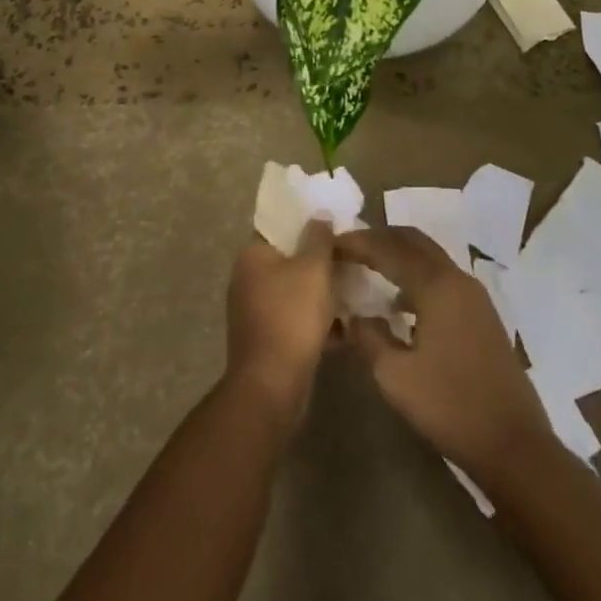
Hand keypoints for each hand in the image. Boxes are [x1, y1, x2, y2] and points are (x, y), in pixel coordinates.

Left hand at [225, 221, 336, 429]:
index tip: (332, 223)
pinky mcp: (267, 339)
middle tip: (348, 255)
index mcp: (252, 256)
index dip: (305, 222)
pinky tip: (345, 324)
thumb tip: (320, 215)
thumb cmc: (292, 316)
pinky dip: (316, 319)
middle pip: (288, 259)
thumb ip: (319, 237)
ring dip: (320, 291)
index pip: (278, 227)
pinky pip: (295, 318)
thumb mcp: (313, 269)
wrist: (272, 385)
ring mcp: (255, 311)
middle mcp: (247, 279)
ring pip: (294, 290)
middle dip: (318, 259)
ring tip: (353, 287)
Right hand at [335, 228, 552, 482]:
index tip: (330, 244)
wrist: (515, 446)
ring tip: (368, 268)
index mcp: (436, 286)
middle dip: (380, 238)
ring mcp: (474, 296)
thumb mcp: (396, 377)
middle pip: (413, 241)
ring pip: (430, 257)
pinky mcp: (482, 315)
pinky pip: (442, 278)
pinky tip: (399, 304)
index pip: (389, 248)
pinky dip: (416, 276)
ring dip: (399, 255)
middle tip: (349, 247)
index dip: (358, 242)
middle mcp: (457, 279)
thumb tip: (353, 317)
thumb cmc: (451, 407)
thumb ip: (369, 338)